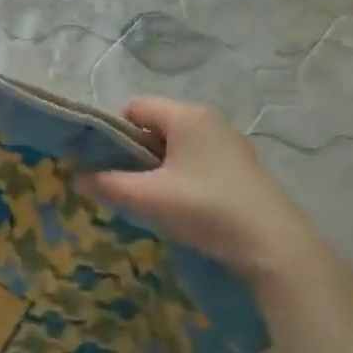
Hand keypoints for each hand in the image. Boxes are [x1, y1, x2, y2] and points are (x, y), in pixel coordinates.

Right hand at [83, 97, 340, 289]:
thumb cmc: (206, 209)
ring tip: (150, 199)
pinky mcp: (243, 168)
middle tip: (123, 184)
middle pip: (156, 126)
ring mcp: (230, 144)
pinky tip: (182, 206)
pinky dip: (181, 176)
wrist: (275, 246)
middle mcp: (209, 120)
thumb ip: (108, 184)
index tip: (103, 163)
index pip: (134, 107)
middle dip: (134, 152)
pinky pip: (198, 160)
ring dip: (157, 167)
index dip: (112, 131)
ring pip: (177, 146)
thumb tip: (77, 177)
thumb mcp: (149, 198)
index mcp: (186, 116)